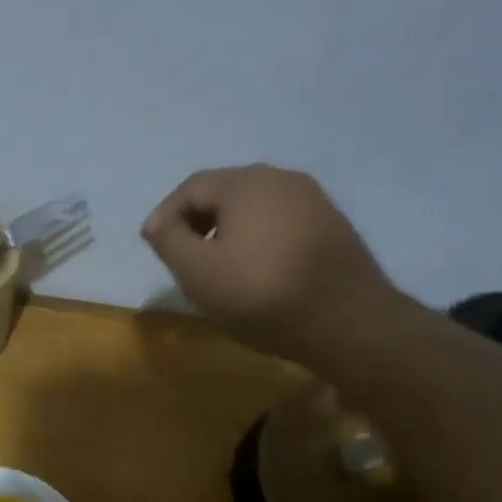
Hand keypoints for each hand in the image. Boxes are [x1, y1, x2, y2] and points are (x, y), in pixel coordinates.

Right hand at [142, 164, 398, 358]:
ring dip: (228, 231)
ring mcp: (314, 200)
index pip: (191, 188)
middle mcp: (282, 178)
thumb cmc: (262, 295)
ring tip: (217, 266)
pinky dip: (258, 238)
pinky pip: (281, 222)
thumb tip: (157, 222)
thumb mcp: (198, 272)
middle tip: (183, 256)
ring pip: (254, 207)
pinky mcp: (333, 225)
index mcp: (246, 182)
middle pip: (224, 192)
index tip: (153, 246)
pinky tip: (256, 270)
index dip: (165, 215)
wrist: (349, 323)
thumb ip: (168, 240)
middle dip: (197, 221)